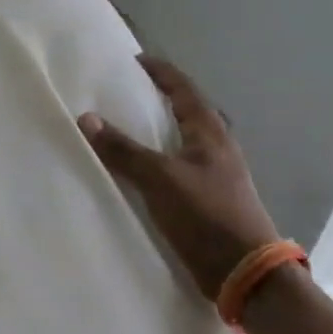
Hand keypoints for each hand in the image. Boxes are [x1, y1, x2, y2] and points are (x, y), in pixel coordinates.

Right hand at [79, 56, 278, 299]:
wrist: (245, 273)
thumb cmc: (206, 216)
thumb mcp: (160, 179)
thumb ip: (123, 150)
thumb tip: (86, 118)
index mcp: (210, 134)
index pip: (184, 90)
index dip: (161, 73)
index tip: (136, 60)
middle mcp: (216, 149)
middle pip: (187, 112)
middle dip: (159, 99)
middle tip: (126, 92)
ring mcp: (214, 175)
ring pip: (182, 141)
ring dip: (157, 130)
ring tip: (126, 127)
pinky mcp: (207, 200)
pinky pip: (176, 167)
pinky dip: (156, 159)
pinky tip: (137, 170)